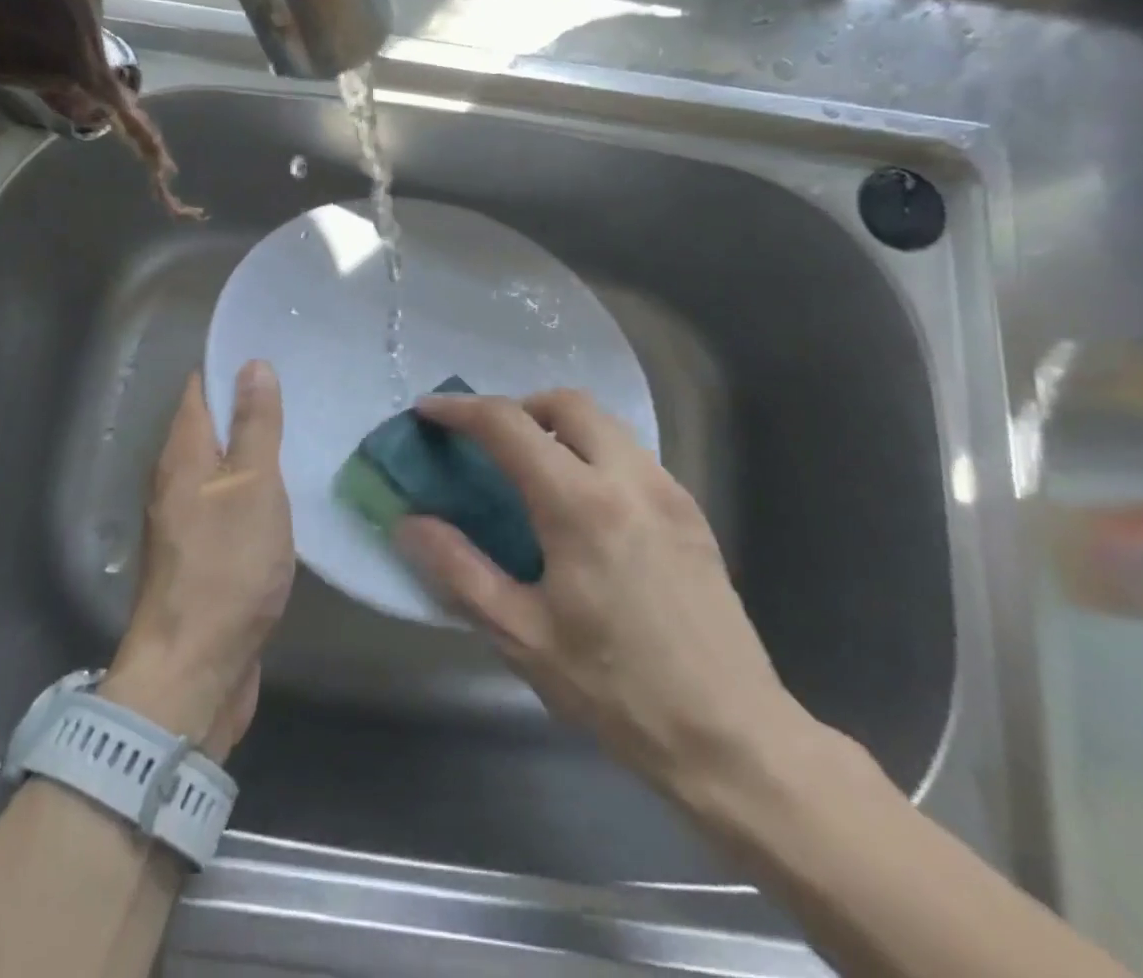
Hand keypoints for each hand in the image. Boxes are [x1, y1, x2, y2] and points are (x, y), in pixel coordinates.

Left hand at [104, 362, 293, 759]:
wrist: (194, 669)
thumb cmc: (226, 566)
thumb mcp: (251, 485)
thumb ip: (253, 426)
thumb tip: (252, 364)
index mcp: (181, 455)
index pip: (199, 389)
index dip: (230, 365)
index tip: (274, 350)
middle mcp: (175, 480)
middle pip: (209, 426)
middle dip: (248, 405)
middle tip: (303, 388)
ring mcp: (187, 520)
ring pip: (221, 466)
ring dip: (254, 449)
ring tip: (305, 431)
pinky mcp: (203, 554)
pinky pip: (229, 503)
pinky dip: (255, 488)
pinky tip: (289, 492)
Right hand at [398, 390, 817, 807]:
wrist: (733, 738)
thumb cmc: (616, 691)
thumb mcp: (521, 636)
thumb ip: (458, 569)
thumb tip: (409, 523)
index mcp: (580, 504)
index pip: (509, 425)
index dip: (460, 410)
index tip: (428, 410)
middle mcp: (628, 478)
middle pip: (565, 402)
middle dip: (517, 407)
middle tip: (488, 443)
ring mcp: (668, 490)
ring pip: (605, 423)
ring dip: (558, 427)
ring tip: (531, 471)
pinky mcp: (692, 512)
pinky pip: (631, 454)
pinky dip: (594, 452)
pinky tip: (583, 507)